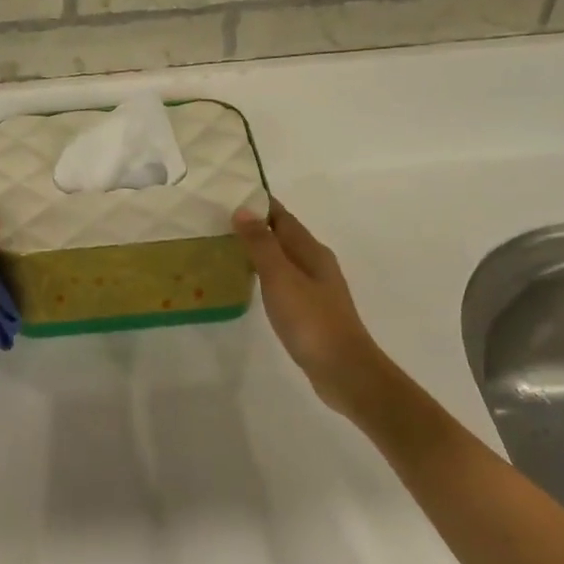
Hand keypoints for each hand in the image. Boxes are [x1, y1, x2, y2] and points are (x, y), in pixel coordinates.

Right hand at [234, 201, 393, 415]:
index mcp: (312, 251)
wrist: (343, 370)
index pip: (283, 217)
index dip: (259, 204)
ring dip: (260, 250)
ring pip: (284, 259)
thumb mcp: (281, 278)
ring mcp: (316, 289)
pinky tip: (251, 283)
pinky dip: (266, 274)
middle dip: (256, 225)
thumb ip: (262, 244)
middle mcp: (316, 264)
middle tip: (219, 221)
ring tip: (227, 247)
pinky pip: (284, 281)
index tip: (230, 194)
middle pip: (284, 236)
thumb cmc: (311, 320)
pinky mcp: (310, 311)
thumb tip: (243, 210)